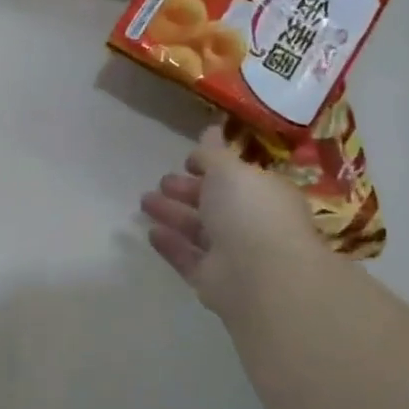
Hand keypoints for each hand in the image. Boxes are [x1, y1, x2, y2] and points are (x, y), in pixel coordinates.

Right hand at [140, 124, 324, 317]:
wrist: (261, 275)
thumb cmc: (250, 211)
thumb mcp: (228, 170)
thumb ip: (213, 153)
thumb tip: (211, 128)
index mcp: (264, 194)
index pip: (236, 178)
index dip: (211, 168)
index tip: (186, 162)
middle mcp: (252, 223)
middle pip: (215, 204)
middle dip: (187, 191)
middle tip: (161, 182)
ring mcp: (233, 254)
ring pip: (198, 230)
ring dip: (173, 215)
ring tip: (144, 202)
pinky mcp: (213, 280)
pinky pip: (188, 258)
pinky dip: (171, 245)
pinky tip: (151, 233)